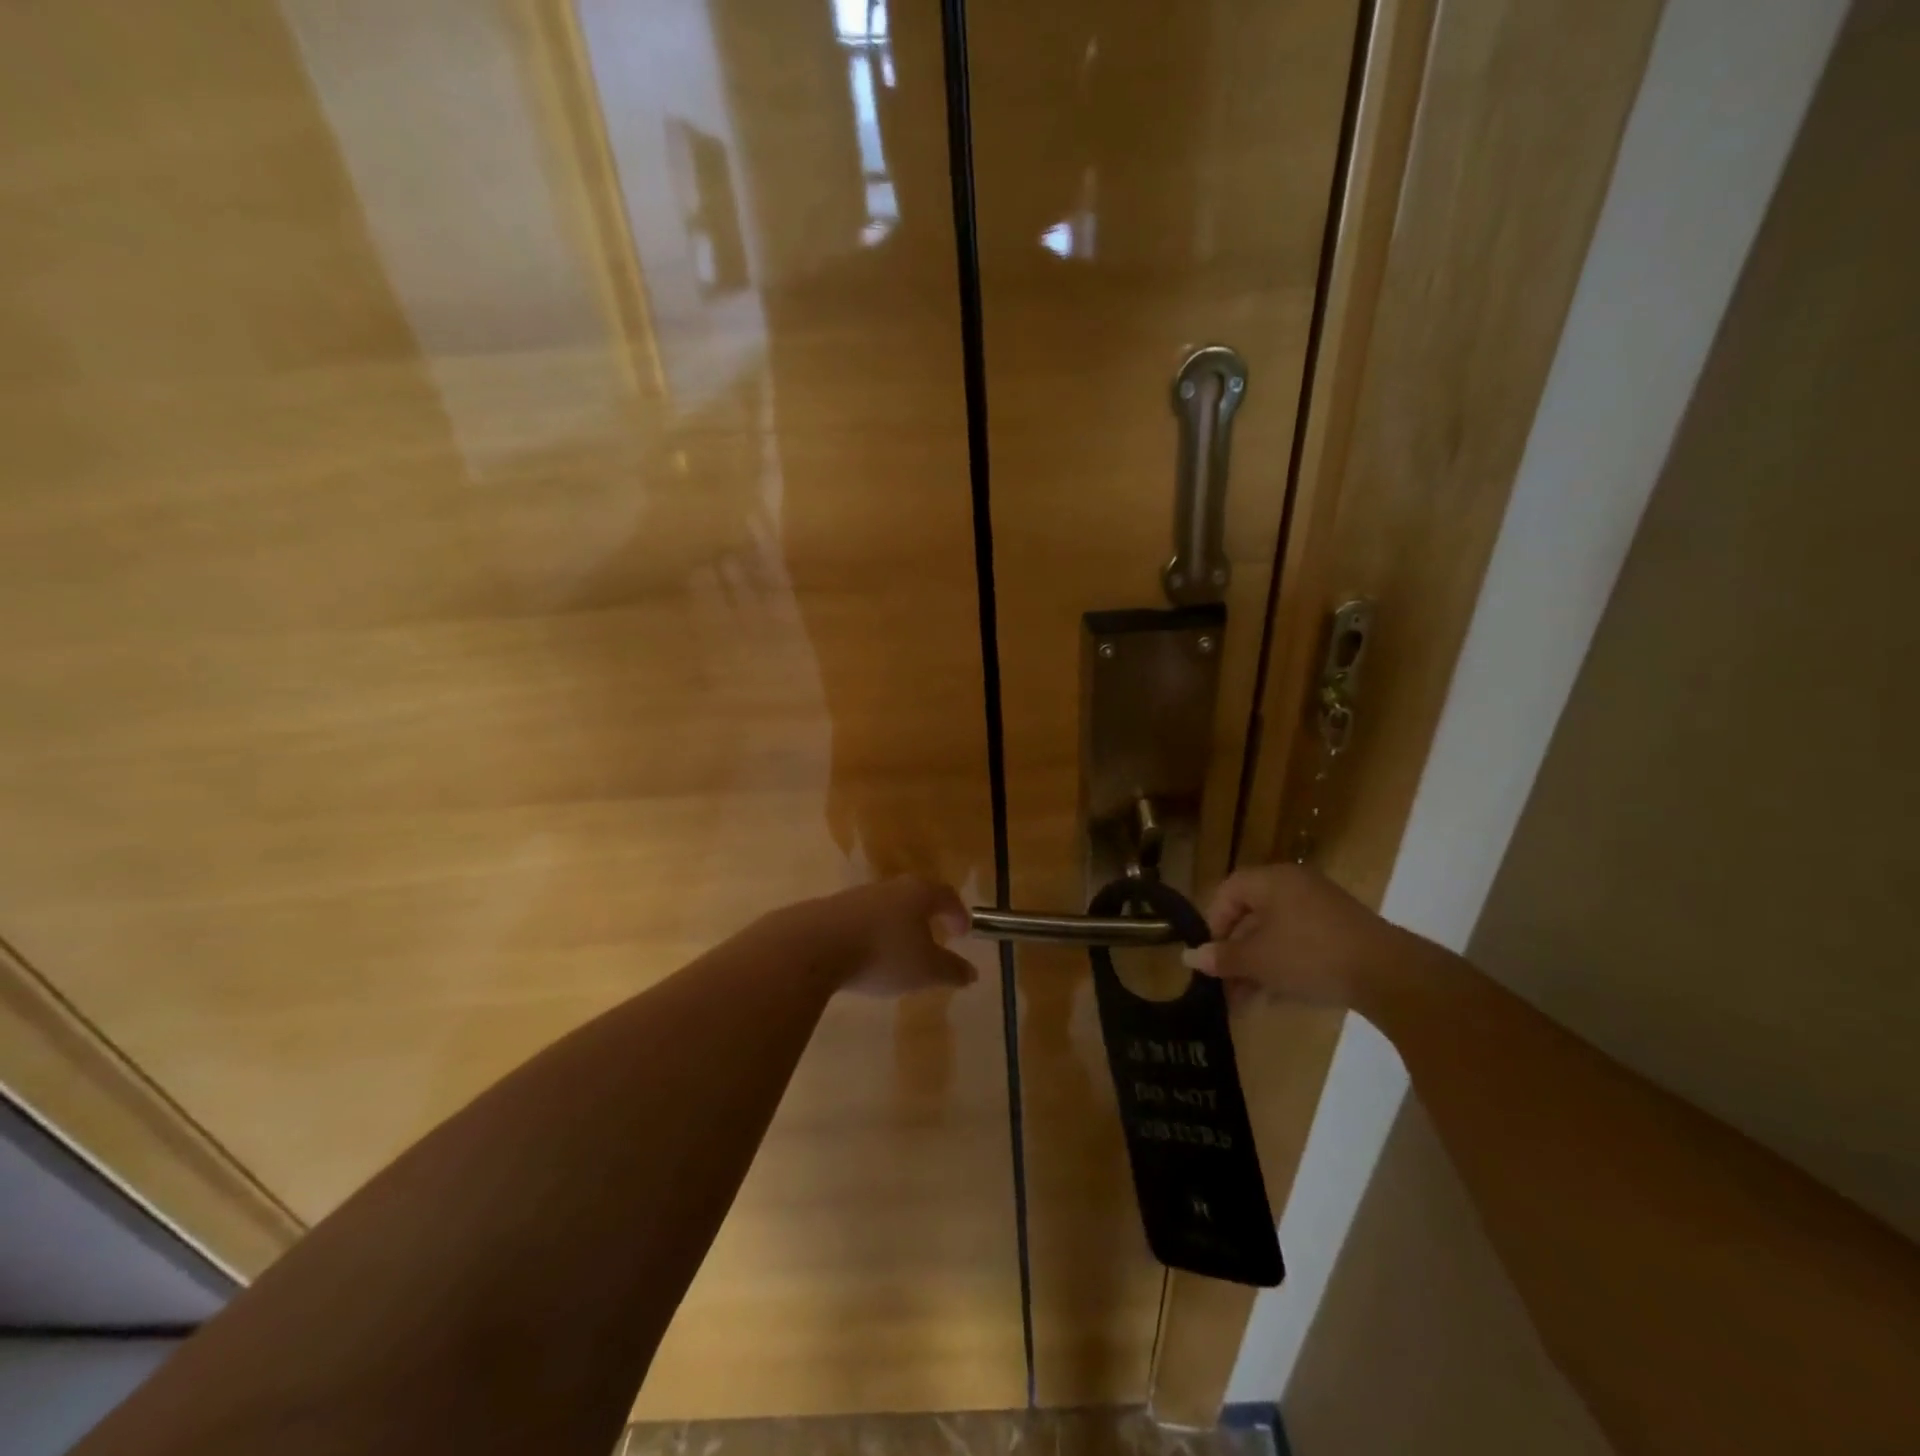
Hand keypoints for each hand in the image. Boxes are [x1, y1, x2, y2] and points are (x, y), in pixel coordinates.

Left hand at [791, 876, 978, 996]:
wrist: (813, 946)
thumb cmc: (882, 954)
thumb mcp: (925, 970)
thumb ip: (951, 970)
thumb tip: (972, 973)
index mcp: (918, 893)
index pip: (946, 895)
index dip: (958, 913)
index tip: (964, 932)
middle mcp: (890, 887)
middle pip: (916, 896)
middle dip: (927, 916)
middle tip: (935, 935)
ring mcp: (858, 896)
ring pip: (887, 907)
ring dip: (898, 925)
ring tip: (900, 951)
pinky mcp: (832, 911)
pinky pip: (862, 920)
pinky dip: (872, 934)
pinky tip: (867, 956)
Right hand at [1182, 863, 1397, 1009]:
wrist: (1389, 975)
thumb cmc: (1310, 955)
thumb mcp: (1258, 960)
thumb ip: (1222, 957)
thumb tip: (1189, 957)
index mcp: (1272, 880)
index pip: (1228, 892)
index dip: (1213, 924)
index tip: (1211, 957)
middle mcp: (1295, 886)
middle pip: (1251, 916)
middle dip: (1235, 954)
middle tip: (1225, 987)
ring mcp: (1322, 909)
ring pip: (1276, 934)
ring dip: (1257, 966)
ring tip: (1247, 1002)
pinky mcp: (1343, 932)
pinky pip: (1301, 944)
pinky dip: (1284, 966)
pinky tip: (1277, 998)